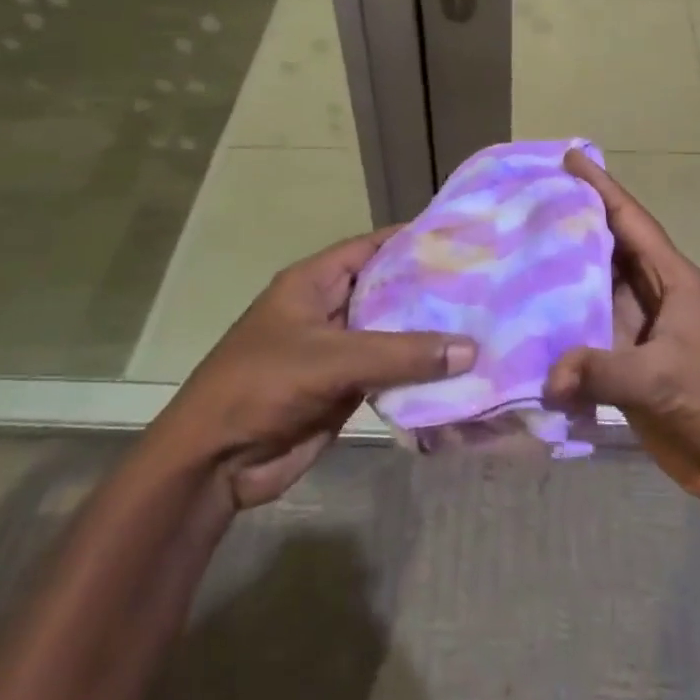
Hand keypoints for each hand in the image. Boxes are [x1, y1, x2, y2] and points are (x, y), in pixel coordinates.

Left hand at [155, 228, 475, 509]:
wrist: (213, 462)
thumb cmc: (262, 386)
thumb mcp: (330, 360)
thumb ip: (400, 353)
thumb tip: (471, 348)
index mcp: (315, 281)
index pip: (373, 247)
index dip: (414, 240)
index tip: (463, 237)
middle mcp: (330, 308)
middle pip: (388, 290)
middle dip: (431, 289)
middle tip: (486, 283)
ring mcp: (338, 350)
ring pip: (393, 334)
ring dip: (429, 334)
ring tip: (484, 324)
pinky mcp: (345, 388)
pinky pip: (390, 372)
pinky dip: (419, 372)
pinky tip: (459, 370)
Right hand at [544, 151, 699, 506]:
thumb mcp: (662, 378)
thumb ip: (602, 371)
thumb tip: (547, 377)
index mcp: (671, 280)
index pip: (630, 220)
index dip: (601, 186)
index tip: (570, 157)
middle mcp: (652, 296)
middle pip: (606, 249)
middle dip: (571, 224)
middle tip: (524, 203)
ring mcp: (640, 331)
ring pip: (593, 291)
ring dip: (561, 278)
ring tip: (515, 255)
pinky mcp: (630, 365)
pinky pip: (589, 336)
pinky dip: (562, 329)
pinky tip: (527, 325)